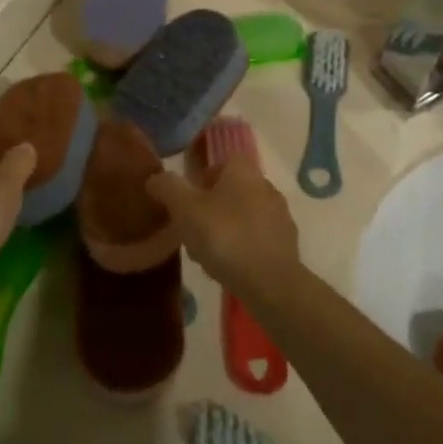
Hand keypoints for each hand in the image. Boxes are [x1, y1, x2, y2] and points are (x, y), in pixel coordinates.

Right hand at [145, 156, 301, 294]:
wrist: (269, 282)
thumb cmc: (224, 236)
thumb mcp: (185, 209)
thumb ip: (168, 188)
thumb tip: (155, 177)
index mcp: (244, 171)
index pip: (224, 161)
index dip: (205, 176)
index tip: (190, 198)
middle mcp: (266, 187)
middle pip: (234, 189)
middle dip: (213, 205)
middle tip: (193, 227)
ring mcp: (281, 216)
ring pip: (246, 215)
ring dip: (228, 227)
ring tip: (209, 252)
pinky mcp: (288, 244)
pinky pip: (259, 238)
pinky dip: (244, 246)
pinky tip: (230, 266)